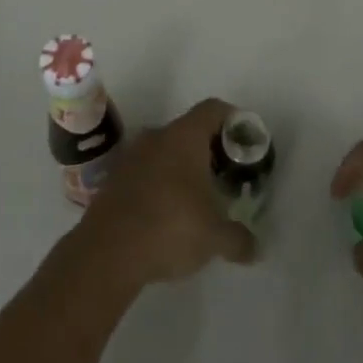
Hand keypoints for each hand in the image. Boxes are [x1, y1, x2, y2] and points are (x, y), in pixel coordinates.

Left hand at [74, 98, 257, 291]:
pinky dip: (160, 184)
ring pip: (165, 150)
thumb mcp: (215, 238)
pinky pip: (145, 171)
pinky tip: (167, 213)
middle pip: (189, 129)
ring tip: (197, 197)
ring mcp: (132, 156)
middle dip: (208, 149)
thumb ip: (238, 239)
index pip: (213, 109)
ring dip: (181, 167)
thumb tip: (255, 249)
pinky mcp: (114, 180)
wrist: (106, 253)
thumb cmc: (170, 228)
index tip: (244, 141)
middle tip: (225, 174)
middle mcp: (157, 136)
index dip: (232, 119)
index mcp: (185, 136)